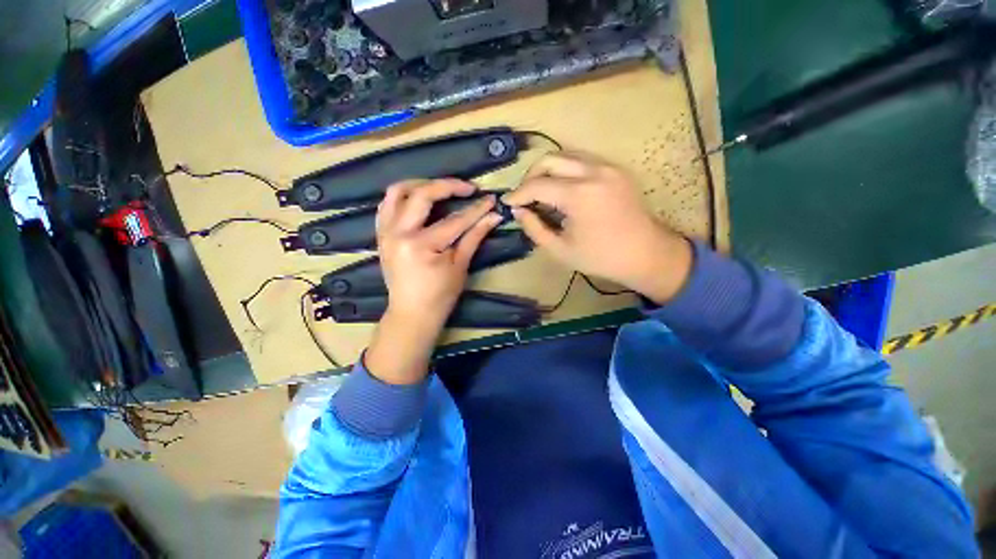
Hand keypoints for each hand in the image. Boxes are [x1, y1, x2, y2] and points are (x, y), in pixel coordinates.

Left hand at [365, 179, 501, 383]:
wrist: (411, 314)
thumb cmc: (439, 296)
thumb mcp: (460, 266)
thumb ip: (475, 237)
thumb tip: (494, 217)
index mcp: (421, 246)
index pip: (455, 220)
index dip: (476, 209)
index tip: (491, 199)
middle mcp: (399, 233)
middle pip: (422, 194)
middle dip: (448, 186)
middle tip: (468, 188)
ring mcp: (386, 232)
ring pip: (397, 192)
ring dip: (421, 184)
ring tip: (441, 188)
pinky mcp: (381, 235)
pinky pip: (387, 205)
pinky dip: (403, 197)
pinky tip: (419, 200)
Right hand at [503, 152, 692, 303]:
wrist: (646, 254)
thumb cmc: (601, 258)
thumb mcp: (561, 250)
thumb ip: (535, 228)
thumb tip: (518, 211)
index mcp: (579, 195)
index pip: (537, 185)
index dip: (518, 194)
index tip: (507, 203)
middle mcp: (594, 172)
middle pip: (550, 159)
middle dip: (530, 176)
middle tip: (524, 196)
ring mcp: (608, 167)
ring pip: (566, 155)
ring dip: (548, 171)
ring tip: (541, 193)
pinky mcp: (616, 169)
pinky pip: (582, 161)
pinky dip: (565, 171)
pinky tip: (562, 190)